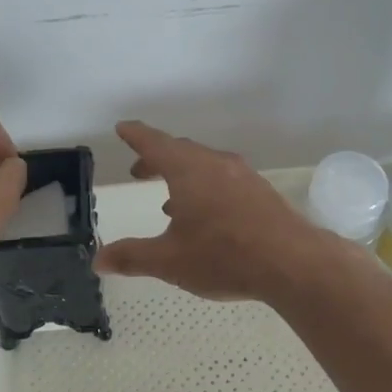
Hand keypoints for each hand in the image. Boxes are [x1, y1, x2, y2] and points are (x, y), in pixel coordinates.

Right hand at [94, 120, 336, 301]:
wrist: (293, 263)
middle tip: (140, 170)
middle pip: (180, 151)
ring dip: (183, 176)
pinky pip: (225, 180)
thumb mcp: (170, 260)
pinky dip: (206, 188)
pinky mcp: (261, 192)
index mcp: (188, 170)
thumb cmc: (224, 256)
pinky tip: (207, 217)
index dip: (136, 135)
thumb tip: (98, 259)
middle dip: (157, 158)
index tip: (123, 128)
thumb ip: (132, 257)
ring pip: (205, 165)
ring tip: (170, 202)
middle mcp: (215, 164)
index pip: (154, 142)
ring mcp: (243, 176)